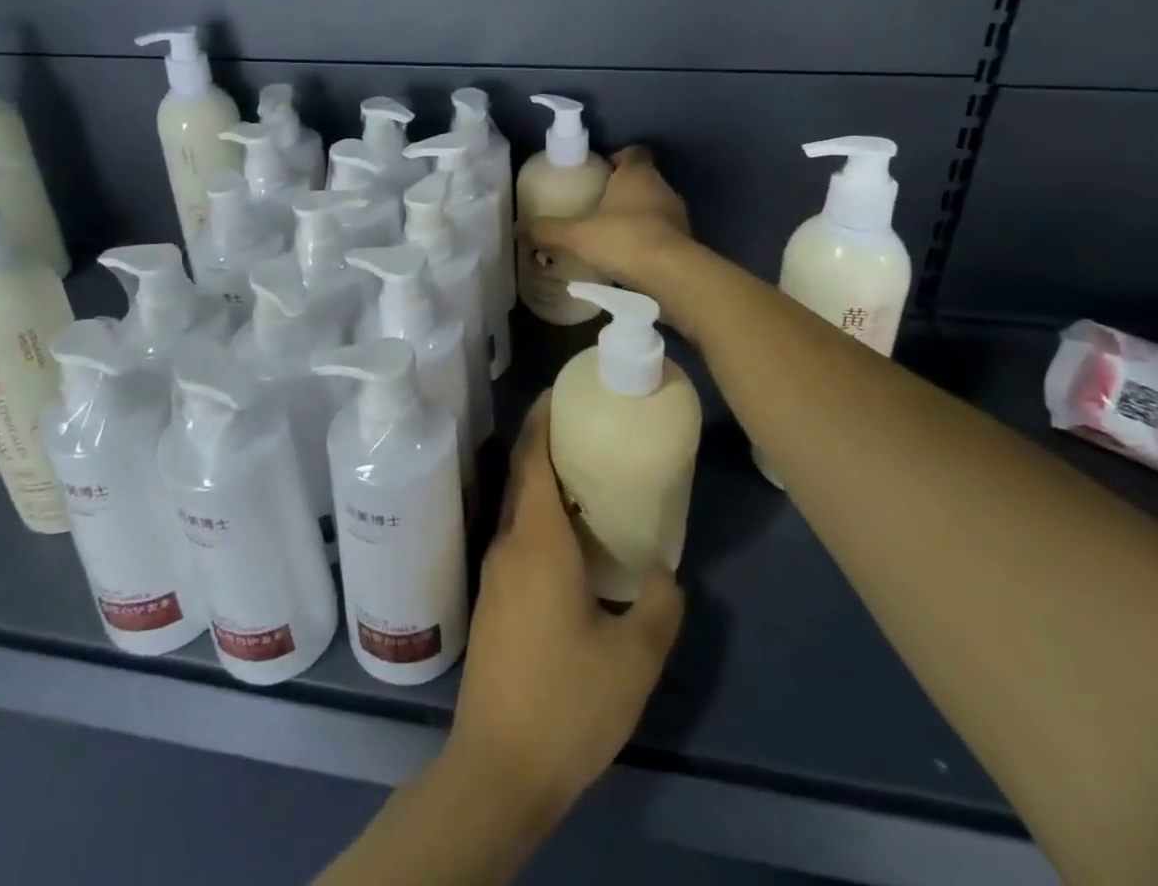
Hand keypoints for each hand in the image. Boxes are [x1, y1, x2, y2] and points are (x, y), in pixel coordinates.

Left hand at [446, 398, 683, 815]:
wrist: (499, 768)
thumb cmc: (567, 702)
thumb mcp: (633, 659)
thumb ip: (658, 606)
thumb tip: (664, 572)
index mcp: (537, 541)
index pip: (532, 457)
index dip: (542, 417)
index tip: (560, 390)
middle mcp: (509, 544)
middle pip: (522, 475)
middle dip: (547, 442)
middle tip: (587, 426)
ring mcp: (494, 573)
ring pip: (519, 508)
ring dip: (544, 482)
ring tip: (586, 476)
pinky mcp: (493, 600)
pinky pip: (518, 537)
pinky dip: (540, 518)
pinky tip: (571, 541)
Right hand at [521, 146, 692, 291]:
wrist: (672, 276)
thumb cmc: (624, 240)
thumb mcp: (576, 235)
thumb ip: (547, 230)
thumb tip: (517, 228)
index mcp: (638, 174)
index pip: (633, 153)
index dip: (617, 159)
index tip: (598, 173)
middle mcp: (662, 188)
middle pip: (642, 181)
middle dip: (621, 192)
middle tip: (595, 208)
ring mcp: (678, 217)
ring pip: (654, 209)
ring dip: (636, 219)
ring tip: (609, 237)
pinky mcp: (686, 244)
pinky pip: (662, 236)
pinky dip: (647, 243)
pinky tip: (627, 261)